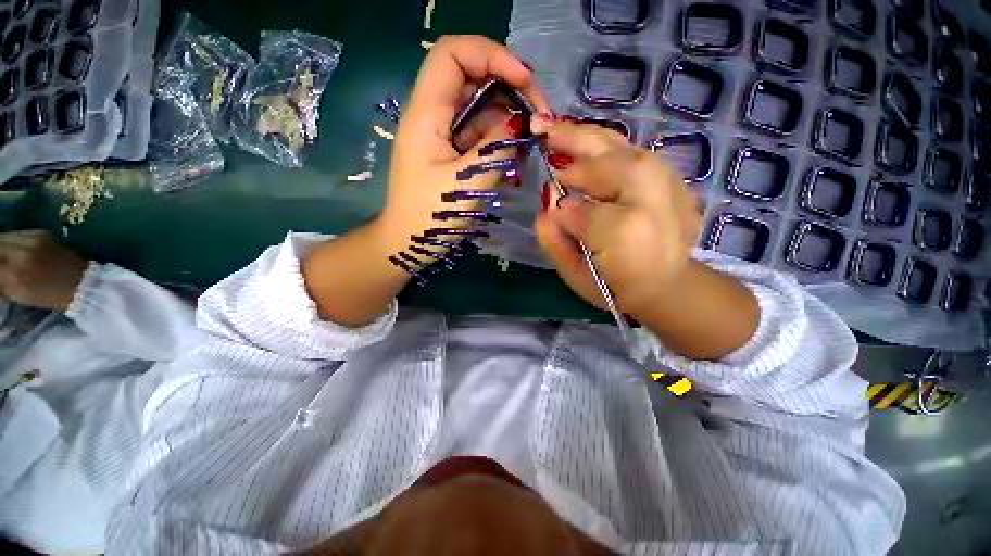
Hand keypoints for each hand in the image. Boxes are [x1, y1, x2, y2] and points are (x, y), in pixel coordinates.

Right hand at [0, 230, 87, 311]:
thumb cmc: (50, 295)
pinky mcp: (40, 233)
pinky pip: (17, 233)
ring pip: (3, 237)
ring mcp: (32, 240)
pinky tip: (11, 249)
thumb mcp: (18, 294)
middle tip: (0, 264)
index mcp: (15, 275)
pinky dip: (10, 241)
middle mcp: (21, 253)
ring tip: (2, 256)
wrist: (82, 282)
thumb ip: (0, 283)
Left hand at [373, 35, 550, 256]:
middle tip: (540, 117)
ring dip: (509, 120)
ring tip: (531, 144)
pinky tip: (516, 158)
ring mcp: (444, 135)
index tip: (525, 80)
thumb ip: (496, 149)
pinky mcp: (453, 153)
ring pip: (481, 109)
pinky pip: (480, 135)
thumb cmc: (430, 217)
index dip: (491, 54)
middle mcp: (433, 116)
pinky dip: (500, 141)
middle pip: (472, 78)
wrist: (409, 243)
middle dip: (510, 89)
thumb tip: (522, 123)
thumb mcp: (467, 183)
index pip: (452, 54)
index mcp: (426, 115)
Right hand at [534, 121, 757, 360]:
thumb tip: (547, 207)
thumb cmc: (616, 285)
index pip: (580, 211)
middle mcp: (652, 200)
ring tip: (558, 131)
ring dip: (587, 138)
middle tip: (542, 130)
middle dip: (573, 145)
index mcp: (625, 232)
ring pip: (623, 150)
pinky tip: (587, 146)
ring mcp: (669, 185)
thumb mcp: (576, 276)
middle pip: (609, 163)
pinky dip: (606, 146)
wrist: (668, 284)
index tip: (553, 212)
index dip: (562, 211)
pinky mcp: (673, 180)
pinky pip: (633, 153)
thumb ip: (555, 242)